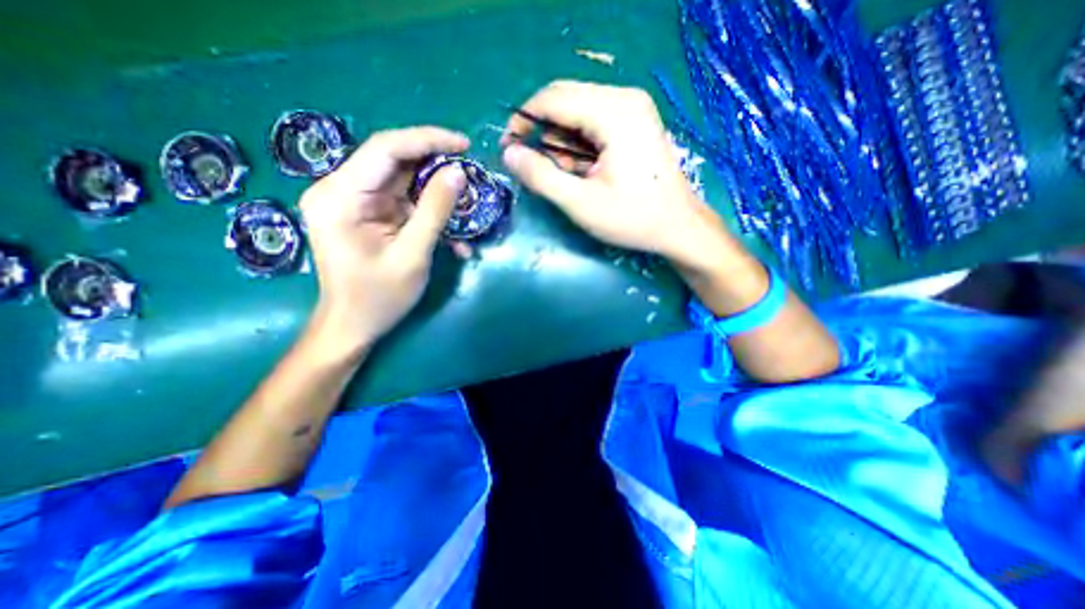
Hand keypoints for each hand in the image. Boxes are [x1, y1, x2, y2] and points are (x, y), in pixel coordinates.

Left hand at [297, 126, 469, 356]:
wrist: (354, 326)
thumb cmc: (378, 297)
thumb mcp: (412, 255)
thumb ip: (435, 211)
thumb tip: (459, 173)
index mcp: (340, 196)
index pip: (385, 149)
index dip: (428, 140)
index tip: (464, 145)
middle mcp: (341, 190)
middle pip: (394, 161)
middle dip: (435, 166)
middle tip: (471, 173)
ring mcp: (354, 202)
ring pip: (402, 181)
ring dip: (437, 192)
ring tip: (466, 203)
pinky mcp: (368, 215)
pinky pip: (404, 202)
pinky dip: (430, 213)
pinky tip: (453, 233)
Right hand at [503, 79, 738, 268]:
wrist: (678, 227)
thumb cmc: (632, 219)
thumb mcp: (581, 203)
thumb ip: (542, 177)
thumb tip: (509, 154)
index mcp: (614, 112)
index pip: (553, 98)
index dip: (523, 120)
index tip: (509, 149)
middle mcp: (625, 98)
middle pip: (565, 100)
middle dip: (543, 132)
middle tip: (538, 167)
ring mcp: (633, 107)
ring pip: (578, 111)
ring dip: (563, 142)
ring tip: (569, 176)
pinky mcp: (635, 121)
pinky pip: (594, 120)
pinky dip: (580, 144)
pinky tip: (585, 169)